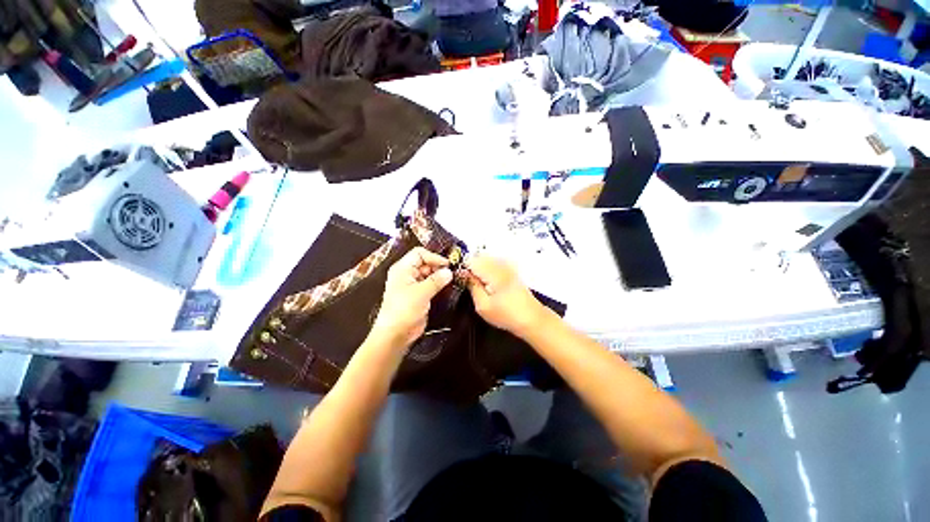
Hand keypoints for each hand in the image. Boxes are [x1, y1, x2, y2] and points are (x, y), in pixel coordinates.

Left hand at [371, 247, 452, 348]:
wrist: (395, 334)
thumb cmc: (403, 310)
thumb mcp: (421, 293)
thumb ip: (436, 281)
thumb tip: (449, 272)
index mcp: (402, 269)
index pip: (419, 254)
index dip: (434, 257)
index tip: (447, 264)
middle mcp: (407, 274)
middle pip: (425, 263)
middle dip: (439, 267)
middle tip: (452, 273)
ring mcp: (413, 285)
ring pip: (429, 274)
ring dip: (440, 276)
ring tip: (453, 280)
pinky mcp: (419, 295)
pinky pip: (430, 285)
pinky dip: (439, 285)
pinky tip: (448, 288)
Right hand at [466, 255, 546, 335]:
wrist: (531, 318)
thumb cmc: (507, 315)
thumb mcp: (483, 306)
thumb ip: (472, 286)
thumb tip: (463, 274)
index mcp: (493, 272)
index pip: (471, 260)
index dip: (462, 268)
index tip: (460, 278)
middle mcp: (501, 265)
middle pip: (478, 256)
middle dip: (470, 266)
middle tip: (467, 281)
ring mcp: (507, 265)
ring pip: (486, 257)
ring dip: (479, 266)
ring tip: (477, 282)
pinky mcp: (511, 269)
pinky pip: (494, 261)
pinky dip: (487, 267)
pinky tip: (487, 280)